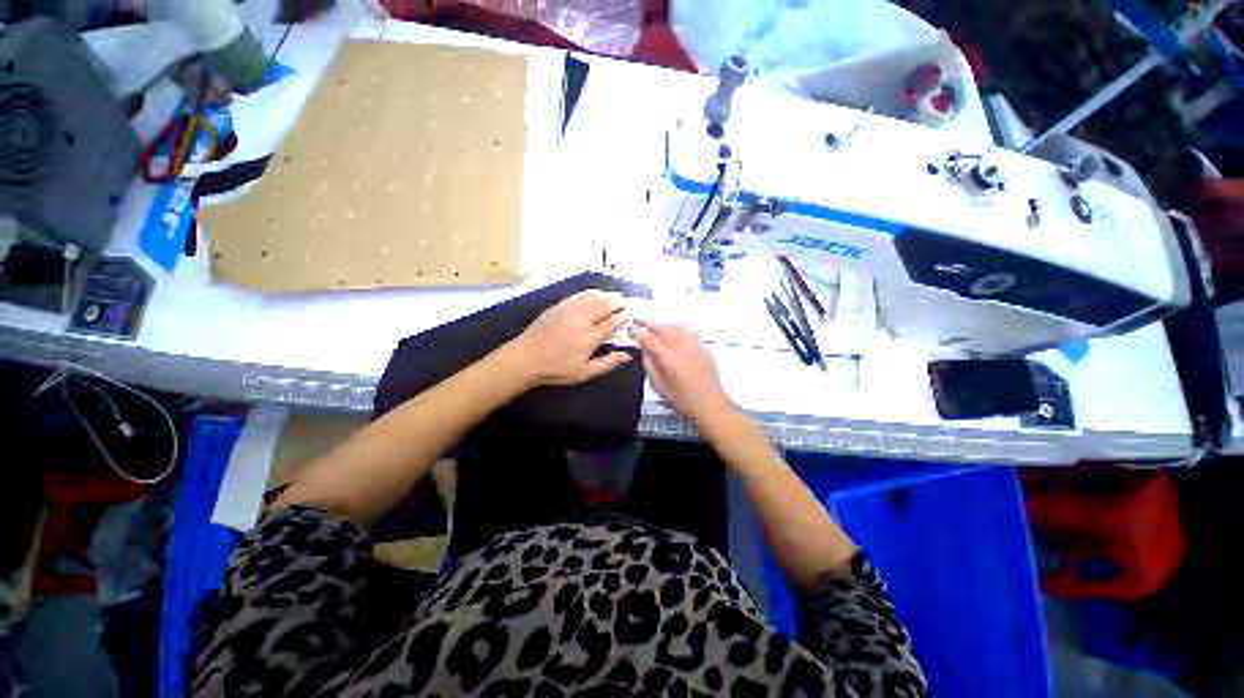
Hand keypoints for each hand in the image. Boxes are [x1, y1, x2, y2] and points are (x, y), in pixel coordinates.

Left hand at [510, 291, 631, 386]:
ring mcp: (569, 310)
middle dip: (617, 302)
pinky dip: (591, 292)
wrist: (526, 358)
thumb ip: (607, 363)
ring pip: (592, 298)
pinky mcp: (559, 306)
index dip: (622, 317)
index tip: (630, 314)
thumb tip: (627, 356)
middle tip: (627, 302)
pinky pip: (579, 295)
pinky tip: (596, 292)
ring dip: (606, 295)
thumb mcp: (584, 372)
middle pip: (603, 306)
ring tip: (616, 296)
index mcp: (589, 338)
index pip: (610, 323)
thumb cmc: (556, 368)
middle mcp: (581, 320)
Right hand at [632, 320, 734, 426]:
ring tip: (656, 327)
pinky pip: (689, 332)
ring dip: (664, 325)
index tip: (632, 328)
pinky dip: (678, 330)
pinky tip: (675, 333)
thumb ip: (650, 365)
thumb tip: (645, 351)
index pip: (649, 338)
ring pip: (677, 327)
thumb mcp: (658, 385)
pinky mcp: (703, 348)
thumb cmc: (682, 399)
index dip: (639, 331)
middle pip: (663, 328)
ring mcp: (694, 346)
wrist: (710, 404)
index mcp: (668, 358)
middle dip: (650, 324)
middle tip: (640, 322)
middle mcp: (682, 348)